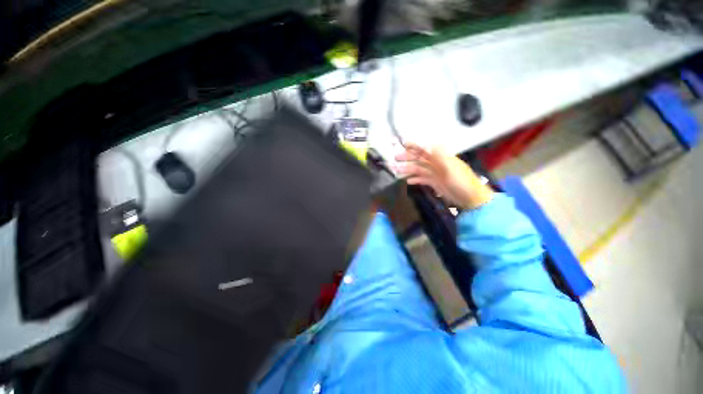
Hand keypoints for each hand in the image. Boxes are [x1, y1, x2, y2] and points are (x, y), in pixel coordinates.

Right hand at [394, 143, 493, 209]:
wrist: (472, 199)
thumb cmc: (461, 182)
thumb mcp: (450, 168)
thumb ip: (437, 156)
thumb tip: (426, 144)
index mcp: (441, 157)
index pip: (425, 148)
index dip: (415, 145)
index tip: (402, 143)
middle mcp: (438, 163)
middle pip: (420, 158)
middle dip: (408, 157)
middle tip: (394, 159)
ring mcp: (437, 174)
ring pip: (420, 169)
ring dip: (408, 169)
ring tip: (396, 171)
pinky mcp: (437, 184)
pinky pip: (424, 179)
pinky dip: (416, 179)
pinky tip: (407, 181)